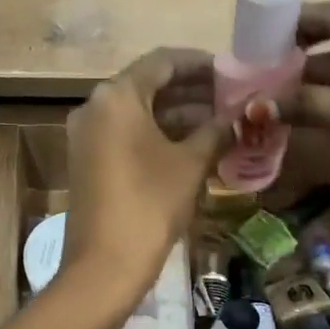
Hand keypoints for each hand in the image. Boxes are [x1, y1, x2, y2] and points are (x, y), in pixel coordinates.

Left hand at [62, 49, 225, 303]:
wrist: (104, 266)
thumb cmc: (150, 205)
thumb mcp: (190, 164)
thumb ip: (217, 131)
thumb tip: (242, 116)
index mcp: (116, 96)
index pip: (162, 62)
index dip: (200, 64)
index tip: (231, 71)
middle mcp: (94, 107)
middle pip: (149, 86)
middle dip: (192, 92)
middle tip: (232, 99)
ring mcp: (87, 136)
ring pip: (138, 113)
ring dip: (178, 116)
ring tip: (221, 123)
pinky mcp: (88, 162)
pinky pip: (127, 136)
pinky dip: (158, 136)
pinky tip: (194, 146)